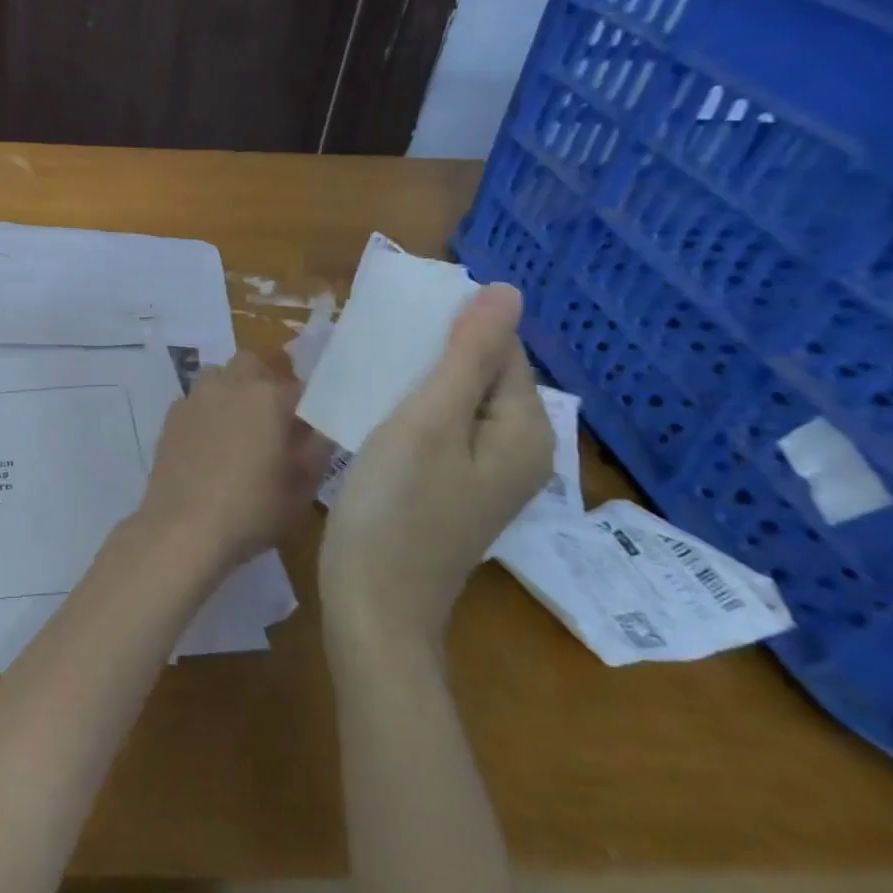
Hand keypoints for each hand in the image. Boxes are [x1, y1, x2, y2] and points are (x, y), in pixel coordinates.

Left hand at [133, 352, 333, 581]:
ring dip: (230, 390)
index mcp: (269, 397)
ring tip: (237, 427)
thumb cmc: (252, 510)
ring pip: (217, 376)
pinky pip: (194, 400)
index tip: (308, 429)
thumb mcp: (301, 490)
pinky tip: (207, 444)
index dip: (306, 406)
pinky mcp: (171, 417)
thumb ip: (316, 452)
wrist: (183, 528)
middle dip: (263, 381)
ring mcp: (196, 398)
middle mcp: (230, 385)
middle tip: (271, 419)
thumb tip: (320, 431)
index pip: (299, 386)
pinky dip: (205, 411)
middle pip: (251, 364)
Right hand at [319, 284, 552, 647]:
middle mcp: (519, 450)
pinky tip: (373, 408)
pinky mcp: (454, 488)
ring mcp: (486, 474)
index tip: (394, 320)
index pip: (499, 348)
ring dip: (416, 378)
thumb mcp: (429, 421)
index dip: (450, 325)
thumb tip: (507, 290)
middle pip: (480, 374)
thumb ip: (468, 356)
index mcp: (525, 430)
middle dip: (431, 351)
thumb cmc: (396, 506)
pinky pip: (441, 429)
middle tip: (374, 343)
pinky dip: (410, 409)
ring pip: (456, 401)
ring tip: (367, 367)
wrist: (374, 602)